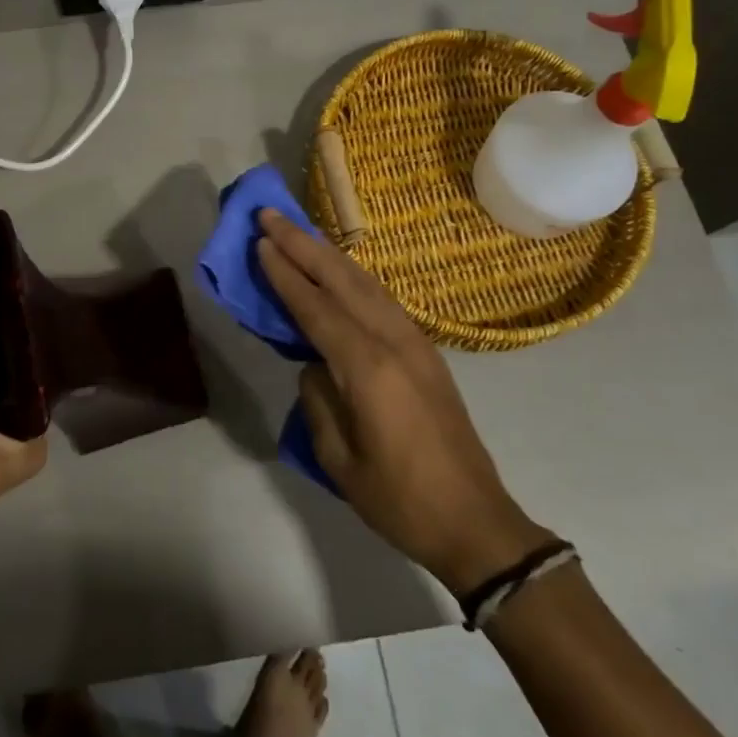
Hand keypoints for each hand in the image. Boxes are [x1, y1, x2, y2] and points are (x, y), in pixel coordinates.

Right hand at [255, 208, 549, 594]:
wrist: (476, 522)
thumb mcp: (340, 459)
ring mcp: (416, 343)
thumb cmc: (401, 500)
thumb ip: (319, 400)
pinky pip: (383, 300)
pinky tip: (339, 273)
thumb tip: (314, 365)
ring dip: (330, 254)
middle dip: (304, 244)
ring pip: (367, 283)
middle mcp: (394, 342)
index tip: (261, 241)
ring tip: (299, 232)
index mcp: (368, 368)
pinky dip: (354, 278)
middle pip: (343, 280)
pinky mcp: (427, 352)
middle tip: (271, 215)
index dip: (286, 274)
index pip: (317, 308)